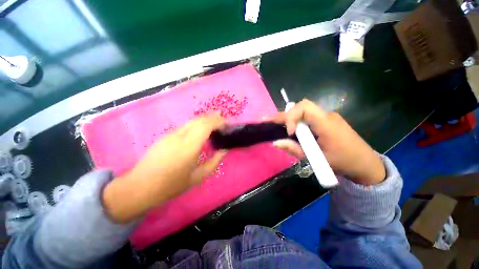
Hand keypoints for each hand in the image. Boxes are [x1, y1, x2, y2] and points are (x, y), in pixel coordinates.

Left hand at [102, 113, 226, 222]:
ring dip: (205, 120)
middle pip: (199, 119)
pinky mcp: (165, 136)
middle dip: (213, 117)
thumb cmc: (171, 185)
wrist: (139, 187)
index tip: (226, 124)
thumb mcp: (198, 177)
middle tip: (223, 121)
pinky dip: (196, 124)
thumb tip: (224, 150)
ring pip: (191, 121)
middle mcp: (179, 136)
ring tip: (215, 124)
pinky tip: (200, 131)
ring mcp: (170, 134)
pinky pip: (185, 126)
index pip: (205, 125)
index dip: (218, 121)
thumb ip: (214, 162)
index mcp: (188, 146)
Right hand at [272, 99, 384, 185]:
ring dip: (289, 118)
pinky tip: (290, 129)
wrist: (365, 163)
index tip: (289, 133)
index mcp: (327, 124)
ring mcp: (327, 117)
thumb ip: (295, 149)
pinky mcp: (326, 121)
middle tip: (268, 121)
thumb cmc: (343, 162)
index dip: (291, 117)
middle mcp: (327, 116)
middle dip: (284, 115)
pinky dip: (296, 122)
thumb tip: (275, 142)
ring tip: (275, 125)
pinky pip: (308, 117)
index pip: (304, 107)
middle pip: (301, 107)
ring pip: (303, 111)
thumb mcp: (317, 159)